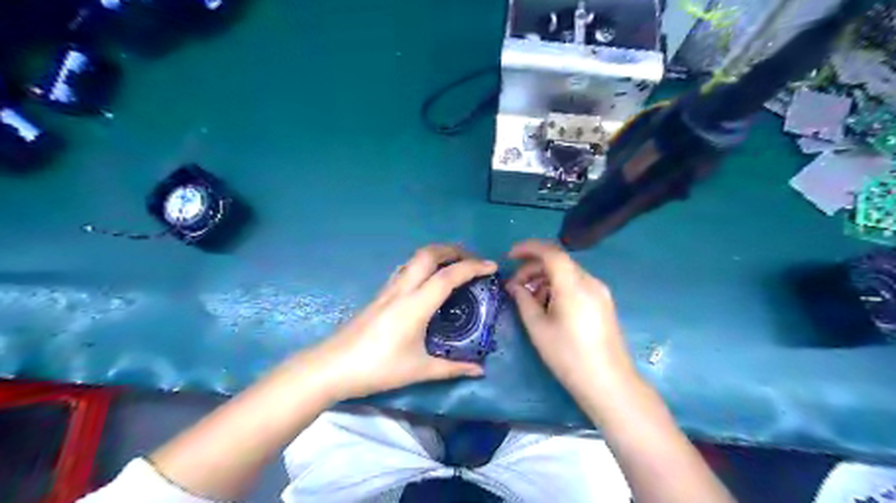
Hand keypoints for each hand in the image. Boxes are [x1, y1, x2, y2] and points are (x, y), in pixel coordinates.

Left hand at [312, 243, 497, 399]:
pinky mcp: (379, 295)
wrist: (332, 367)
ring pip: (414, 258)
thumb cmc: (377, 369)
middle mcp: (402, 290)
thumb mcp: (419, 370)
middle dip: (453, 250)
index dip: (473, 267)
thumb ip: (452, 368)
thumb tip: (479, 371)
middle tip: (472, 259)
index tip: (491, 266)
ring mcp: (388, 290)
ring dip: (437, 254)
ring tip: (453, 264)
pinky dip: (422, 264)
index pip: (448, 276)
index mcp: (415, 305)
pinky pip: (405, 269)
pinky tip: (427, 279)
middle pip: (428, 254)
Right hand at [506, 239, 640, 408]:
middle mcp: (590, 281)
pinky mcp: (603, 303)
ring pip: (567, 273)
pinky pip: (576, 284)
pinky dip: (558, 287)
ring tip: (529, 300)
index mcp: (573, 285)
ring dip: (544, 279)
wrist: (608, 383)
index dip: (528, 248)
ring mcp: (600, 292)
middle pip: (558, 261)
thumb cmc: (568, 356)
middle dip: (533, 268)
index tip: (509, 256)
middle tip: (514, 286)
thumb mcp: (538, 328)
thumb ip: (523, 300)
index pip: (551, 252)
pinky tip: (548, 306)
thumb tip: (513, 285)